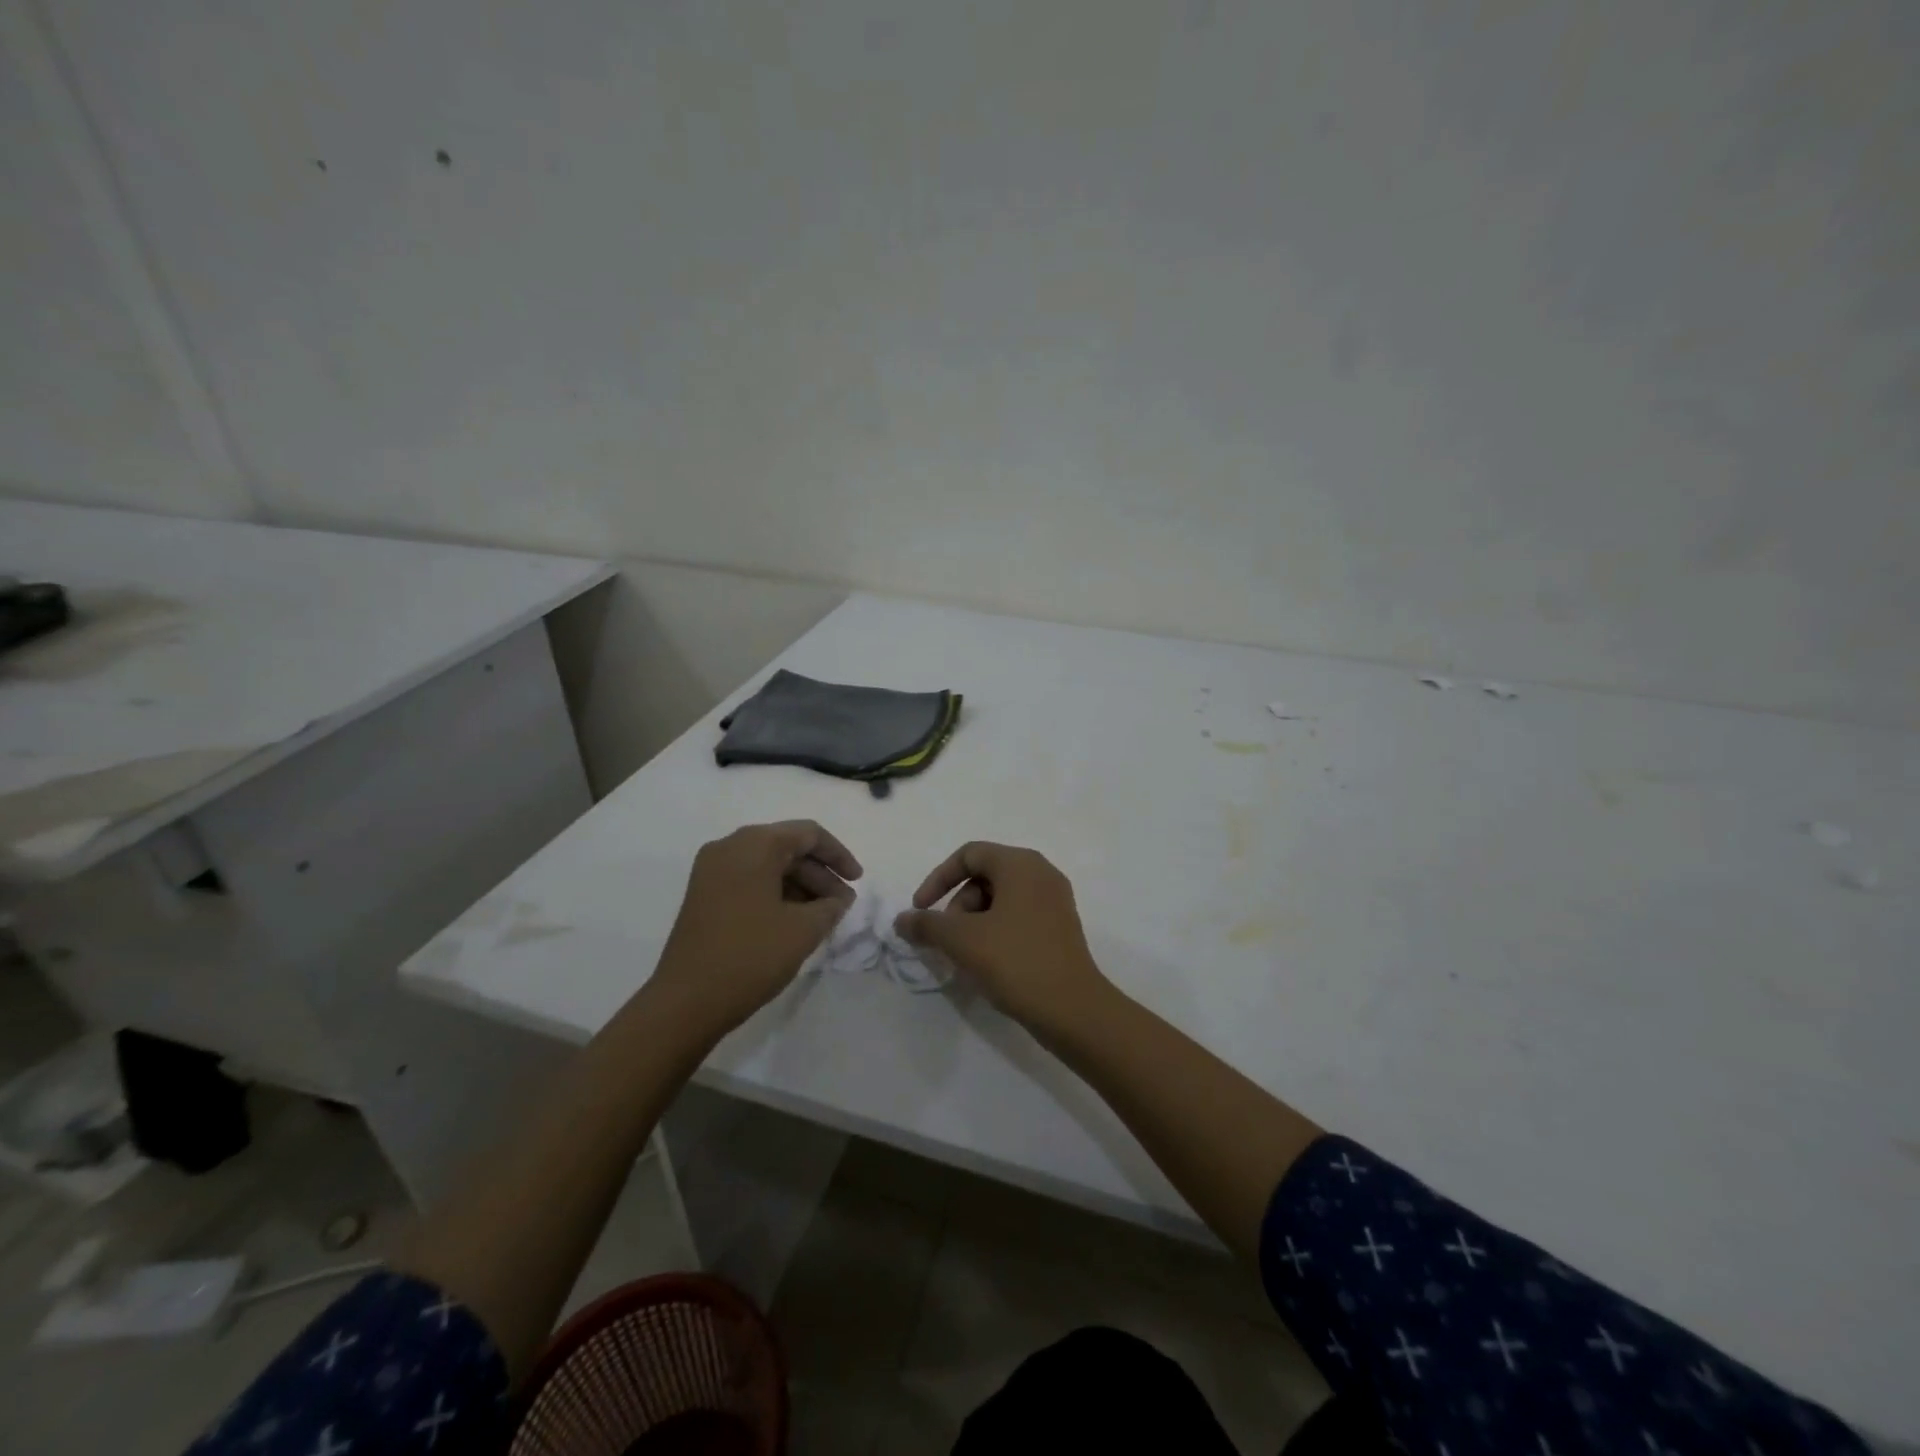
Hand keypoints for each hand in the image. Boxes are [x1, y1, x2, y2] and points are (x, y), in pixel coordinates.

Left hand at [653, 820, 861, 1029]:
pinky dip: (777, 895)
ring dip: (800, 886)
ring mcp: (712, 872)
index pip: (808, 834)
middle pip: (787, 848)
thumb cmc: (750, 956)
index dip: (839, 855)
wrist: (685, 1002)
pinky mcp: (704, 896)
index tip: (858, 881)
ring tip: (824, 917)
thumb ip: (830, 906)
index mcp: (754, 845)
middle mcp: (729, 848)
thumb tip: (838, 898)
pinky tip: (795, 921)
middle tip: (843, 905)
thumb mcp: (803, 930)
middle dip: (820, 874)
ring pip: (768, 866)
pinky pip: (750, 882)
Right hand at [894, 842, 1109, 1028]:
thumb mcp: (961, 940)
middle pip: (984, 876)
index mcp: (1020, 864)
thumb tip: (901, 920)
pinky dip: (995, 932)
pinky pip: (1018, 918)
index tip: (920, 910)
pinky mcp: (1060, 928)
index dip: (938, 879)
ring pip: (1000, 900)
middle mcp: (1041, 874)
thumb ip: (926, 925)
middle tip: (947, 941)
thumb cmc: (1015, 961)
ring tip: (965, 957)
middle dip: (957, 906)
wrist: (1072, 1009)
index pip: (969, 855)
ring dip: (973, 923)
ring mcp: (1054, 901)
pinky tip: (987, 963)